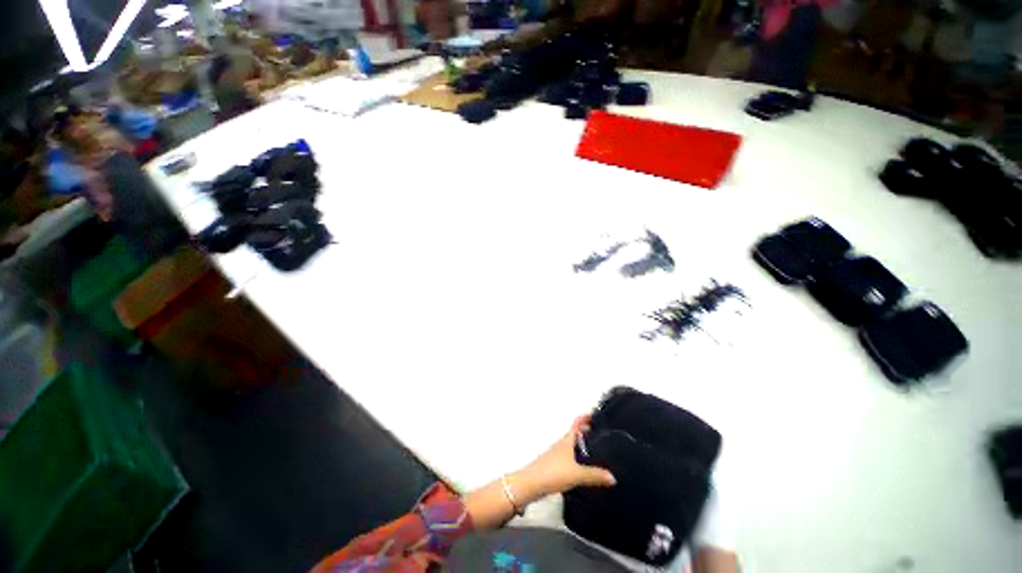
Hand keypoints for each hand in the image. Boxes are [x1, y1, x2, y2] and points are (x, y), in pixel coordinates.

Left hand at [512, 415, 615, 503]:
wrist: (530, 485)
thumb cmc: (553, 473)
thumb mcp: (577, 474)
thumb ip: (594, 475)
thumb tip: (613, 477)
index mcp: (566, 441)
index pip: (576, 424)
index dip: (585, 418)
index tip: (595, 415)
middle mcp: (561, 445)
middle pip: (574, 434)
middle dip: (585, 432)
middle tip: (599, 434)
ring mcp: (556, 455)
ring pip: (571, 446)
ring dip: (580, 445)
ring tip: (594, 451)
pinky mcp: (553, 467)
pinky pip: (568, 457)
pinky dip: (576, 458)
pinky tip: (581, 469)